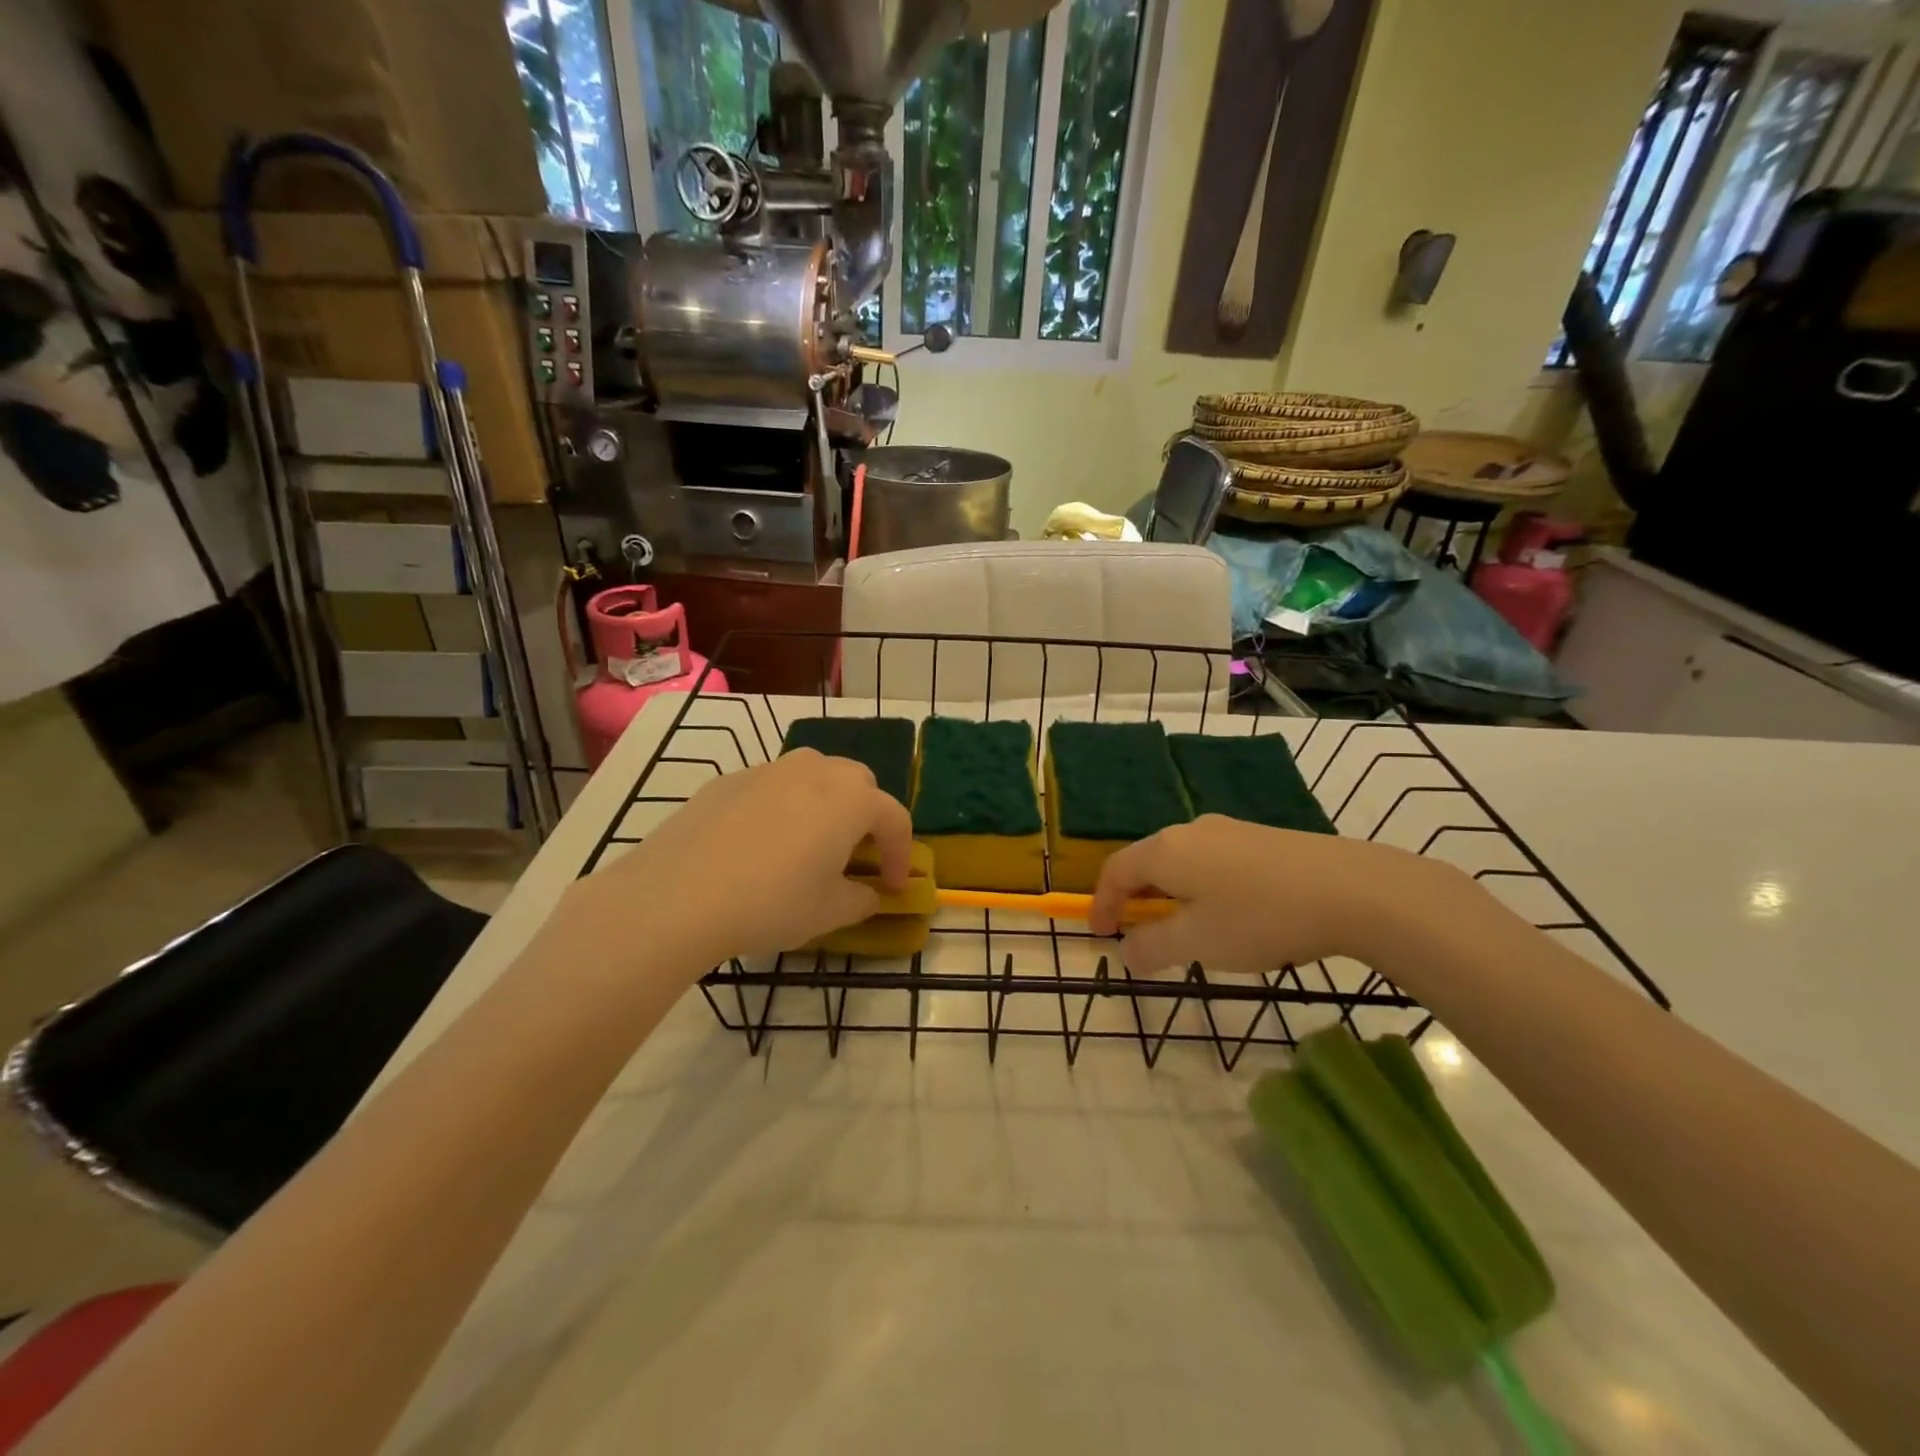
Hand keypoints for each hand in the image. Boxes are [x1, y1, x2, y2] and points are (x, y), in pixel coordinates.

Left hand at [562, 748, 912, 974]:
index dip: (901, 855)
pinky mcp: (728, 780)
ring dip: (824, 804)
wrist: (678, 896)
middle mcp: (816, 771)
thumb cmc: (771, 903)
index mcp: (852, 799)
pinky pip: (771, 787)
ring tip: (810, 842)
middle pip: (858, 784)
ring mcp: (769, 769)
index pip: (895, 819)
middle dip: (866, 816)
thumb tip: (868, 894)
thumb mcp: (828, 912)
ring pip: (813, 776)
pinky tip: (759, 844)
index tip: (894, 887)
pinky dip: (780, 807)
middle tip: (856, 855)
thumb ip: (860, 900)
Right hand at [1088, 815, 1453, 971]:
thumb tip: (1126, 950)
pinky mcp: (1260, 839)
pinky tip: (1227, 913)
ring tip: (1182, 927)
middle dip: (1135, 898)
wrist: (1351, 889)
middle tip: (1136, 931)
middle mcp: (1190, 831)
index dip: (1102, 904)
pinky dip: (1200, 887)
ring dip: (1169, 893)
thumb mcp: (1198, 942)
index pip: (1116, 871)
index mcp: (1166, 850)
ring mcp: (1228, 830)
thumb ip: (1152, 946)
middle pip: (1147, 862)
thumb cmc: (1260, 917)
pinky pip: (1212, 861)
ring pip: (1182, 861)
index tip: (1100, 935)